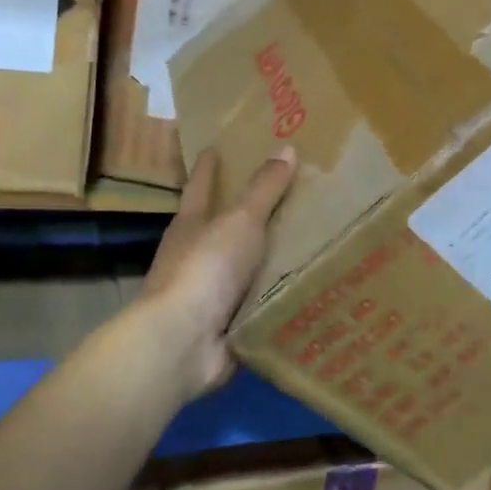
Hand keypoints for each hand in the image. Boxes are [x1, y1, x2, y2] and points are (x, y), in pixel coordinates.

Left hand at [141, 146, 296, 399]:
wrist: (184, 342)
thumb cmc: (207, 268)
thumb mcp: (240, 221)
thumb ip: (264, 189)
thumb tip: (285, 148)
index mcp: (191, 226)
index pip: (200, 187)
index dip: (208, 168)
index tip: (213, 148)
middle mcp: (194, 257)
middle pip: (219, 229)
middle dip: (242, 216)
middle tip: (282, 197)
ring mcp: (208, 294)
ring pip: (241, 268)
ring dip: (265, 261)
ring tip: (306, 246)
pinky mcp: (225, 325)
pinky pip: (257, 304)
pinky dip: (275, 297)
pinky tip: (304, 292)